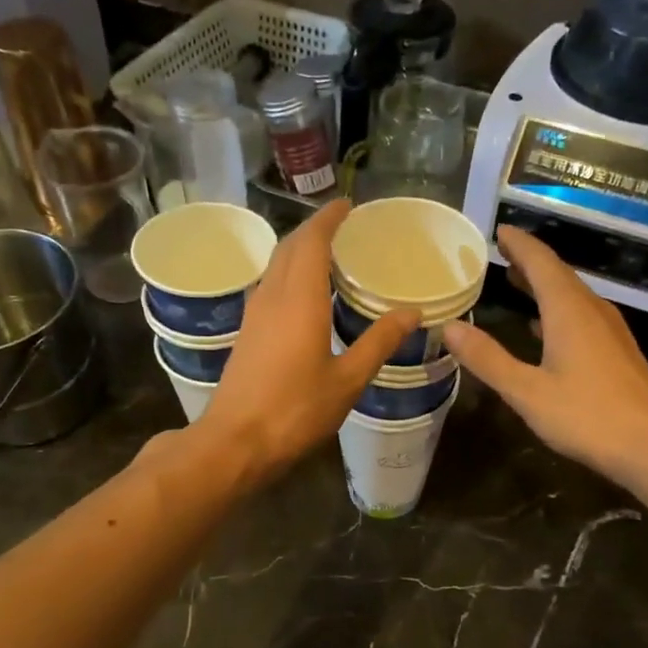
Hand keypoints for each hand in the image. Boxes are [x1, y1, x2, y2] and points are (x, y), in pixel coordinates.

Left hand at [196, 200, 420, 481]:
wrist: (235, 442)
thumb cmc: (295, 411)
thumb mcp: (347, 380)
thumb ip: (379, 343)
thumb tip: (411, 313)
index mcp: (299, 300)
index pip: (311, 241)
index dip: (328, 218)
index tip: (348, 205)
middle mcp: (272, 297)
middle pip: (289, 248)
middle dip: (314, 230)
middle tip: (343, 228)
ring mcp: (254, 315)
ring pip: (275, 266)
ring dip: (299, 252)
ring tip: (329, 256)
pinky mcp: (246, 333)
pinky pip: (269, 287)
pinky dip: (289, 275)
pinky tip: (306, 296)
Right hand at [443, 226, 647, 480]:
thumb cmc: (588, 416)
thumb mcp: (527, 392)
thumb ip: (488, 359)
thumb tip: (449, 327)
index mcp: (569, 311)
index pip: (541, 261)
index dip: (519, 244)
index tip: (497, 230)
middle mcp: (592, 311)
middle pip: (558, 274)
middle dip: (529, 261)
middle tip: (501, 252)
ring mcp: (610, 331)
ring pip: (572, 296)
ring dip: (544, 286)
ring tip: (516, 282)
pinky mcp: (618, 352)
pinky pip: (582, 316)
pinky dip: (557, 311)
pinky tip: (545, 329)